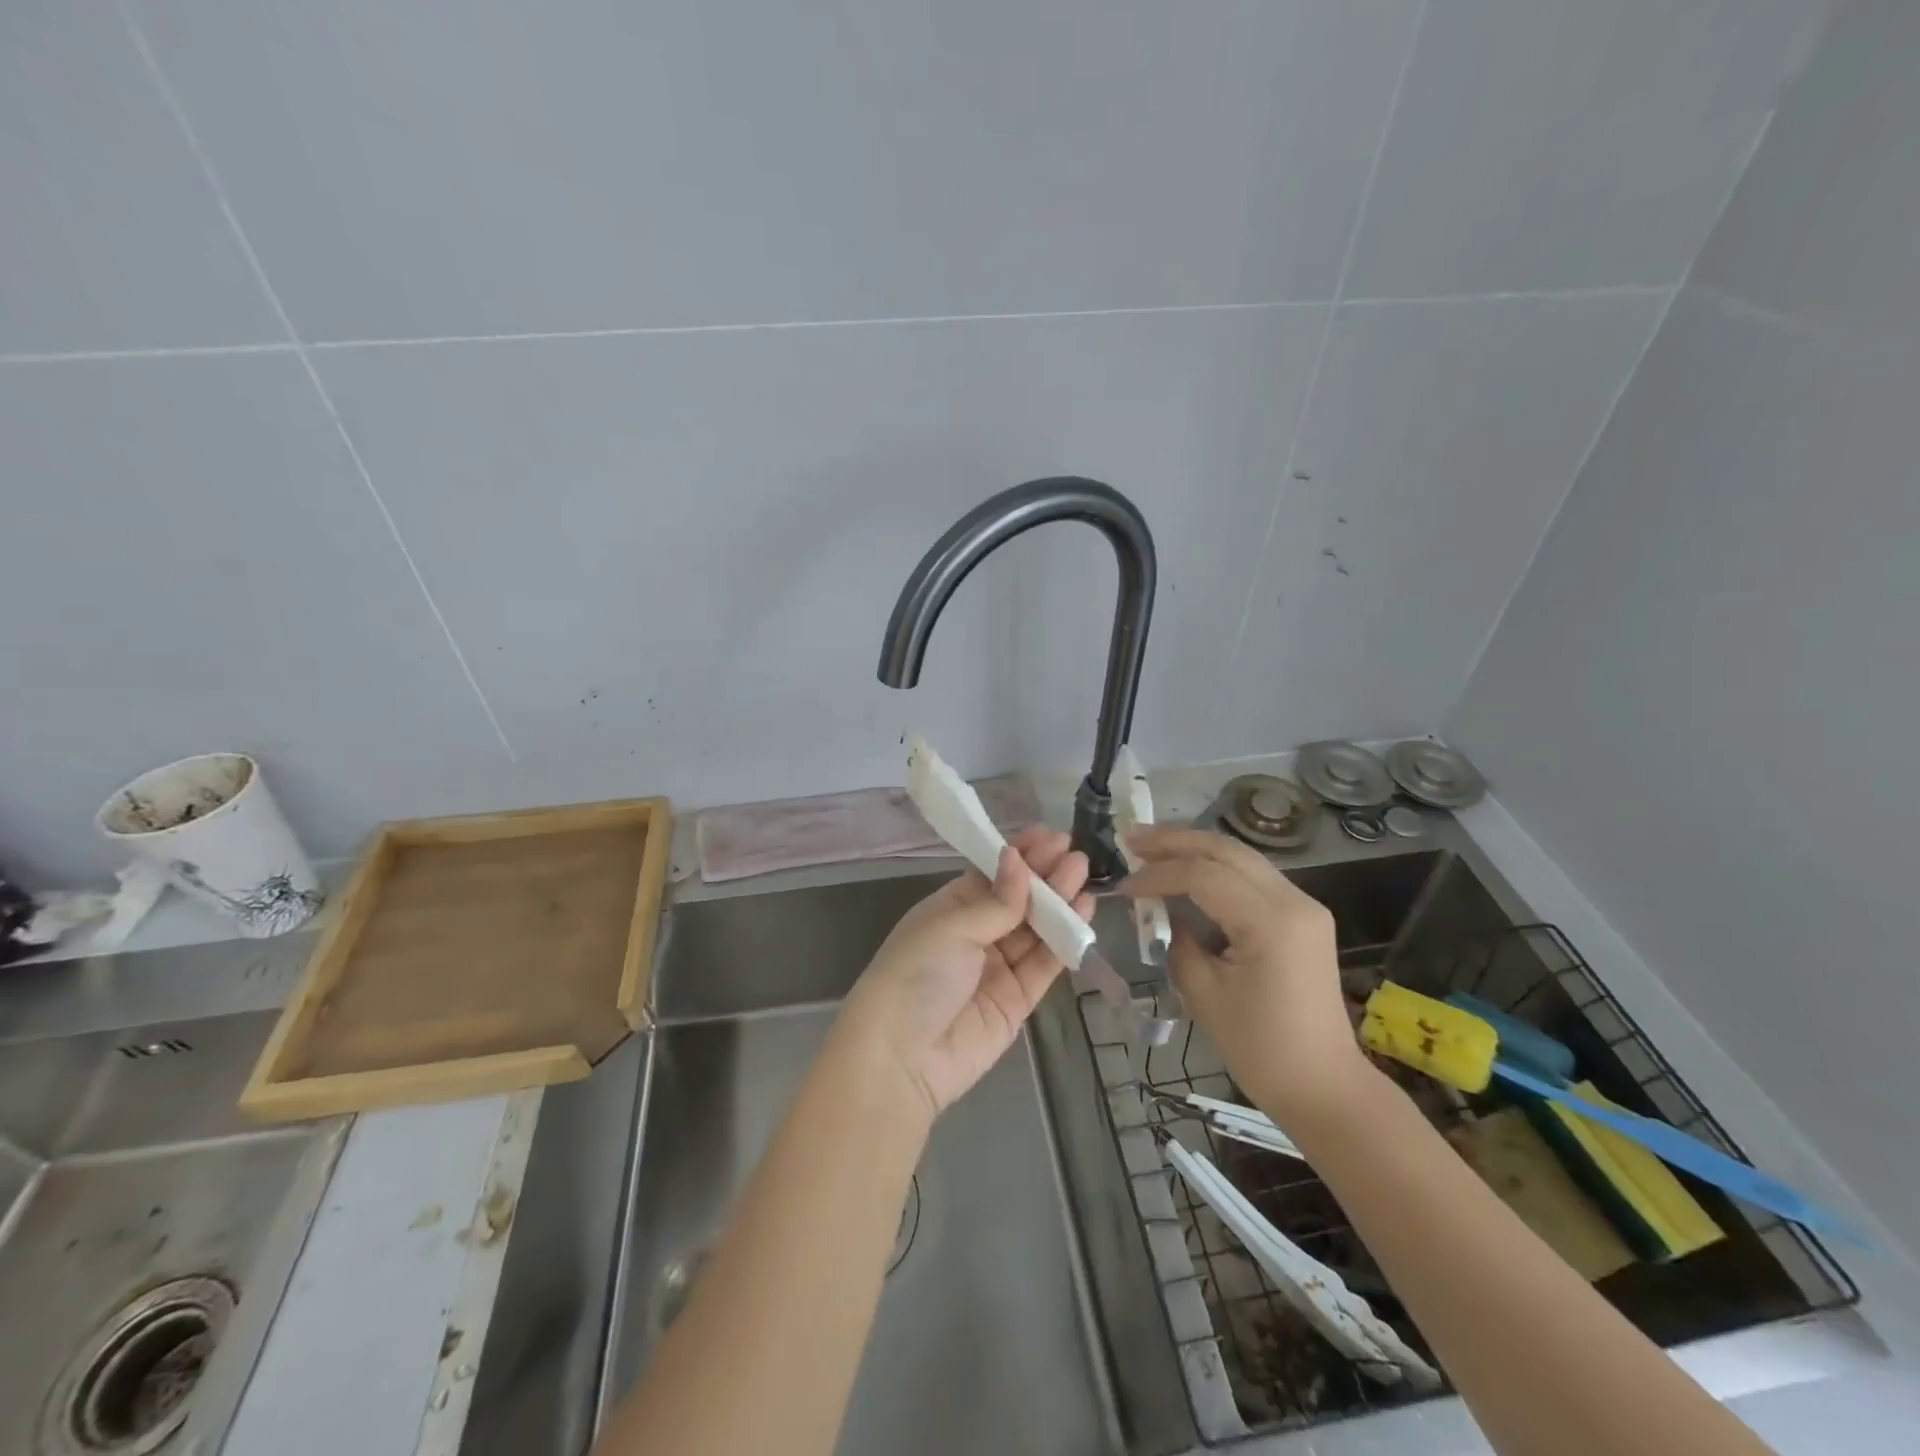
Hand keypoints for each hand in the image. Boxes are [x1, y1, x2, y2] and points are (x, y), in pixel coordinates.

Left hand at [836, 827, 1092, 1119]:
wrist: (903, 1057)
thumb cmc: (917, 974)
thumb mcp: (951, 927)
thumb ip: (996, 901)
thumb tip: (1018, 860)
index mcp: (950, 909)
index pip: (992, 875)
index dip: (1021, 856)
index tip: (1050, 835)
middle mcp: (975, 934)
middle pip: (1018, 900)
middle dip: (1046, 876)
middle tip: (1076, 853)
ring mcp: (997, 967)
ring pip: (1036, 929)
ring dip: (1060, 902)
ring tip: (1084, 874)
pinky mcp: (1017, 1000)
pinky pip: (1045, 963)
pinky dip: (1064, 940)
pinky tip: (1083, 913)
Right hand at [1122, 827, 1367, 1127]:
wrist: (1324, 1087)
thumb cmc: (1261, 1049)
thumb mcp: (1204, 994)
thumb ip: (1177, 941)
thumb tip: (1159, 912)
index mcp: (1272, 922)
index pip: (1204, 875)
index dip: (1158, 874)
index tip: (1123, 885)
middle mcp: (1294, 900)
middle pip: (1226, 850)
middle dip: (1175, 840)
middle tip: (1131, 839)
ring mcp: (1304, 905)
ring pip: (1241, 857)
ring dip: (1195, 848)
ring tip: (1152, 848)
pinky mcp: (1303, 917)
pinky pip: (1252, 877)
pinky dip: (1216, 868)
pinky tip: (1187, 871)